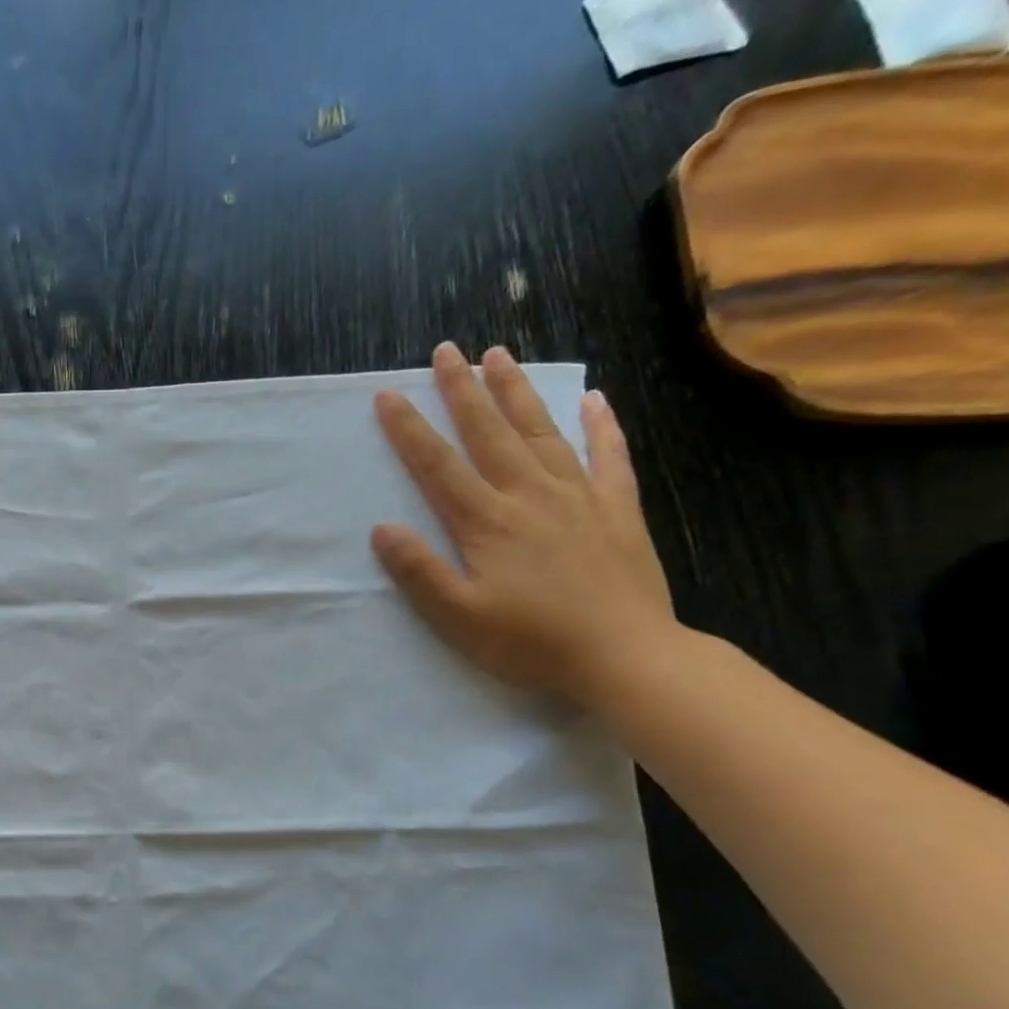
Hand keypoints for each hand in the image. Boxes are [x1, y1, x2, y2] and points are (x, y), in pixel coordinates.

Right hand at [371, 342, 678, 706]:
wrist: (626, 657)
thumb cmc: (531, 642)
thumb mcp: (458, 617)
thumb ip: (419, 571)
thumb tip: (382, 529)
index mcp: (487, 523)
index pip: (438, 466)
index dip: (410, 430)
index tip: (388, 396)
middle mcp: (530, 496)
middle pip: (489, 434)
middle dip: (462, 391)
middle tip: (446, 351)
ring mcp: (578, 498)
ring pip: (542, 433)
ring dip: (517, 393)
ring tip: (500, 357)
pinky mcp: (616, 510)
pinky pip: (609, 457)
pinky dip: (602, 426)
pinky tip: (594, 399)